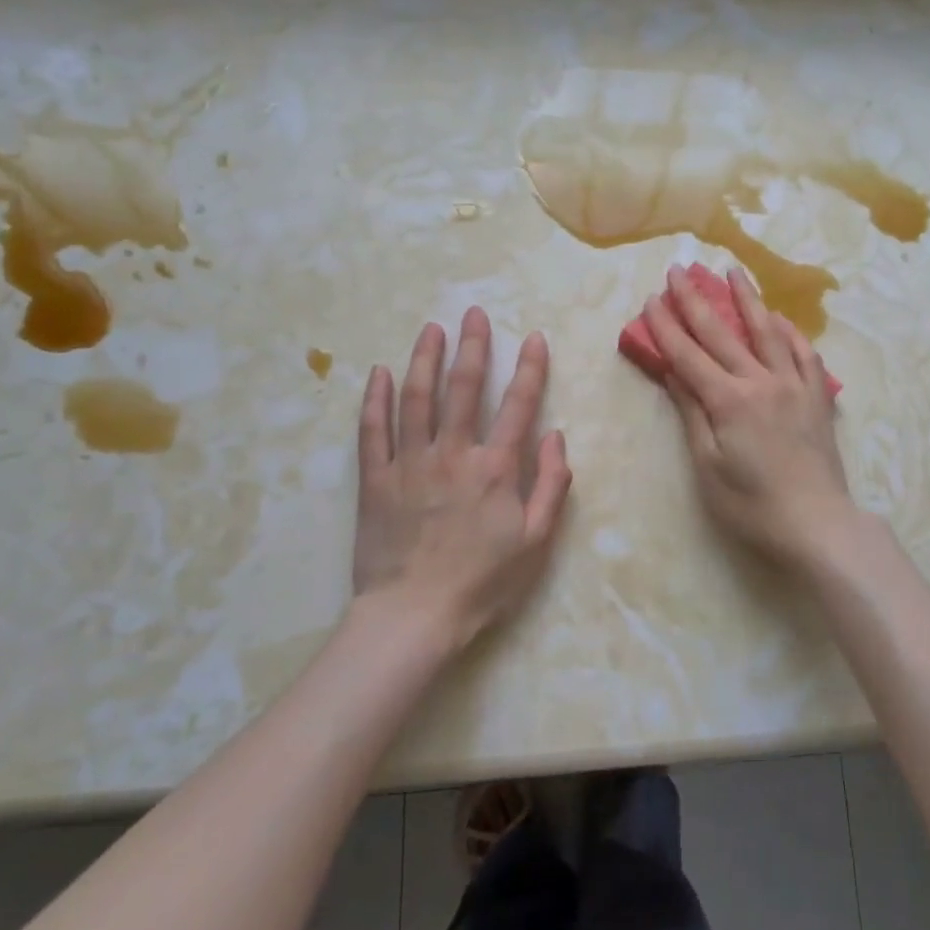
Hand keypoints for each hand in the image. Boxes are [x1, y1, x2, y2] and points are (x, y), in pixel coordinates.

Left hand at [352, 308, 572, 650]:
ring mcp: (409, 463)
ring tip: (430, 328)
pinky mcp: (375, 479)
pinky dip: (376, 399)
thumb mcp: (536, 541)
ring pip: (416, 398)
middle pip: (463, 389)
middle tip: (473, 313)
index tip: (532, 337)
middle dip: (472, 347)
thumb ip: (552, 485)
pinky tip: (380, 373)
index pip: (518, 405)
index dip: (529, 368)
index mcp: (495, 468)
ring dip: (424, 359)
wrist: (414, 616)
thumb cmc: (483, 582)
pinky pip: (373, 431)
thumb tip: (556, 437)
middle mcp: (452, 454)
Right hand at [644, 265, 854, 566]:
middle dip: (697, 299)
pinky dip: (791, 332)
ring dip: (748, 299)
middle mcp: (762, 381)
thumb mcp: (708, 466)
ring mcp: (795, 386)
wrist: (818, 524)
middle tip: (680, 269)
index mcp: (729, 400)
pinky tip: (781, 320)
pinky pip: (805, 353)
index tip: (652, 298)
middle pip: (723, 333)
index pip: (689, 354)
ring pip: (768, 331)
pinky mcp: (817, 398)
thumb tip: (673, 372)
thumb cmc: (752, 504)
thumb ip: (692, 413)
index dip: (667, 326)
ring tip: (734, 271)